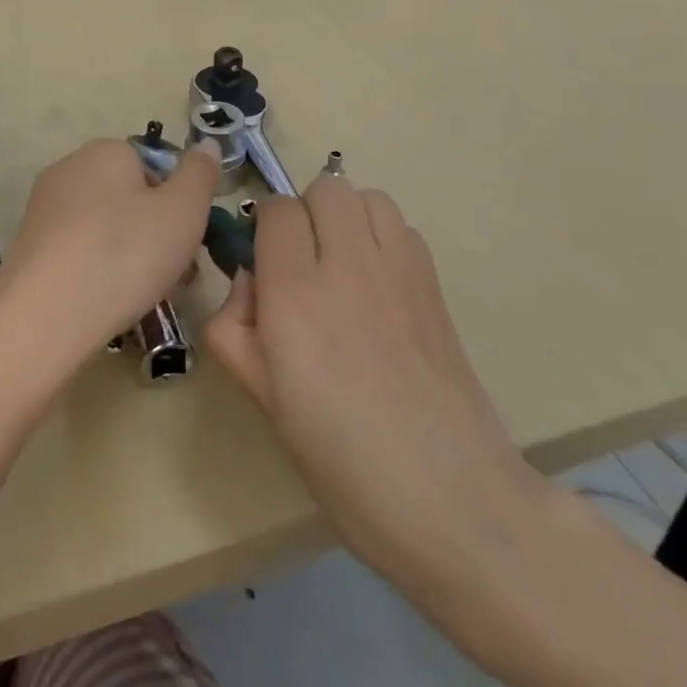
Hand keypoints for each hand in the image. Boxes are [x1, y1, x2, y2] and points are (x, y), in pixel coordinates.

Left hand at [0, 138, 219, 381]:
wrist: (43, 317)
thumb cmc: (124, 254)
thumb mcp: (183, 211)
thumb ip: (200, 174)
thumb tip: (206, 145)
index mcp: (106, 150)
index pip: (154, 166)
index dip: (178, 203)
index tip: (190, 241)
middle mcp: (70, 168)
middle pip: (130, 197)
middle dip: (157, 233)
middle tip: (177, 275)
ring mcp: (44, 208)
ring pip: (106, 227)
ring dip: (132, 255)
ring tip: (147, 295)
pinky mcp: (30, 246)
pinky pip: (79, 250)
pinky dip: (99, 270)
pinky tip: (108, 302)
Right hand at [203, 176, 542, 592]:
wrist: (451, 499)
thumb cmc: (342, 460)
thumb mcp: (263, 400)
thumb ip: (235, 328)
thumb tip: (250, 282)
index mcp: (296, 294)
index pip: (275, 210)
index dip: (264, 231)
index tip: (265, 268)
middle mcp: (347, 264)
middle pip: (325, 187)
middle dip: (305, 214)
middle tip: (302, 266)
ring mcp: (399, 269)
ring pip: (367, 196)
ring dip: (347, 217)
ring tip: (342, 266)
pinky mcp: (434, 283)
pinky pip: (401, 226)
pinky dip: (383, 237)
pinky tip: (379, 287)